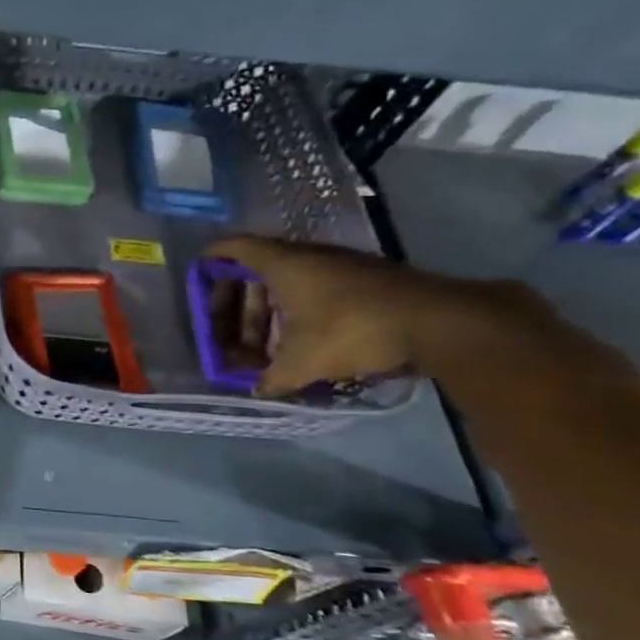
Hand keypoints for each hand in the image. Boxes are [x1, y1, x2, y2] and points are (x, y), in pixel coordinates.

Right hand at [204, 235, 539, 397]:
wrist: (441, 322)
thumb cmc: (353, 331)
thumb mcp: (301, 363)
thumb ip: (270, 378)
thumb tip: (257, 391)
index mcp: (283, 265)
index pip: (233, 249)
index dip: (212, 262)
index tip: (198, 277)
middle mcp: (308, 257)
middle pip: (258, 271)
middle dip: (240, 304)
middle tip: (232, 333)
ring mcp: (340, 265)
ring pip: (290, 282)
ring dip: (272, 311)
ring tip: (266, 346)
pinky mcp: (366, 280)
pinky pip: (317, 289)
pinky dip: (300, 312)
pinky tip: (304, 342)